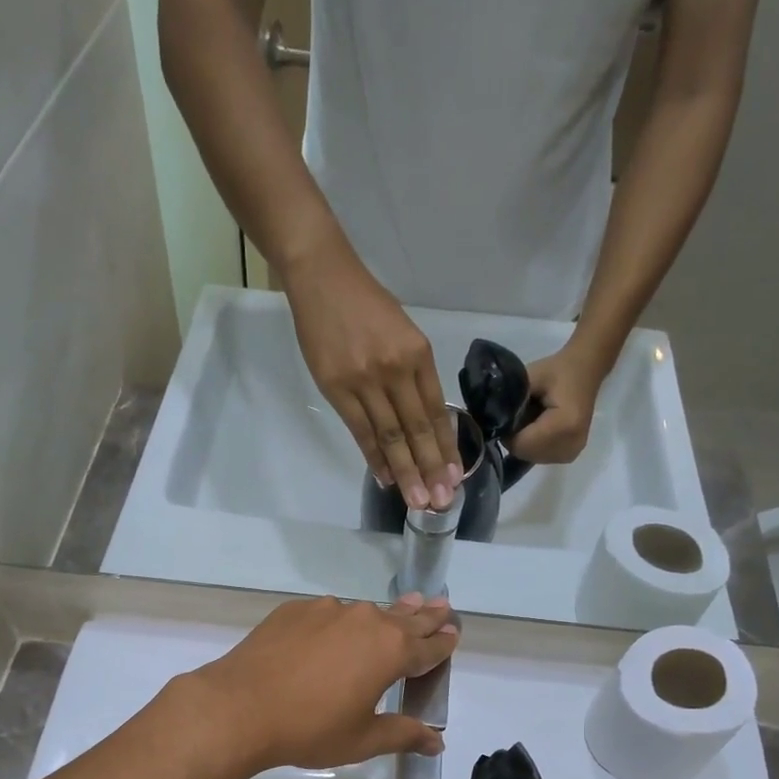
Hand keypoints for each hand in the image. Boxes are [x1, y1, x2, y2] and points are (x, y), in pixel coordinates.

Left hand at [179, 594, 457, 774]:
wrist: (240, 707)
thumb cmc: (310, 729)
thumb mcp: (363, 739)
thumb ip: (403, 734)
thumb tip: (437, 742)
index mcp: (391, 651)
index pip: (429, 646)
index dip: (444, 642)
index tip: (455, 632)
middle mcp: (366, 621)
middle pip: (405, 618)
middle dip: (425, 615)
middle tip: (442, 604)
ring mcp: (328, 610)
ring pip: (366, 612)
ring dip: (385, 614)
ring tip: (399, 609)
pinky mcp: (295, 610)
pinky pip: (328, 613)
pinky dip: (340, 621)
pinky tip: (334, 631)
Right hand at [281, 241, 459, 510]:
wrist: (322, 277)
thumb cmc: (365, 303)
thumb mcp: (403, 332)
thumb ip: (413, 373)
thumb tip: (421, 418)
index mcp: (418, 354)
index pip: (436, 411)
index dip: (446, 447)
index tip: (455, 476)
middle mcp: (396, 370)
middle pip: (417, 429)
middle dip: (430, 468)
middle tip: (441, 500)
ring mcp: (365, 381)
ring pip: (390, 436)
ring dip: (404, 472)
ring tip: (416, 500)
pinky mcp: (337, 388)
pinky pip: (360, 431)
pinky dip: (373, 457)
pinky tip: (384, 477)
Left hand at [508, 346, 609, 463]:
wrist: (586, 371)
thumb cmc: (558, 370)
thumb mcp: (531, 377)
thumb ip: (511, 400)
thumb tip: (491, 421)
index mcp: (564, 425)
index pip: (521, 444)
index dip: (507, 432)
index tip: (505, 416)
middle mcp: (571, 444)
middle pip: (526, 453)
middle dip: (515, 438)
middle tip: (518, 415)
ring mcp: (572, 452)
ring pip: (531, 457)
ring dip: (524, 442)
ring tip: (530, 419)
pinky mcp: (570, 454)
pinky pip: (541, 457)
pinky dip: (534, 445)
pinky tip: (538, 428)